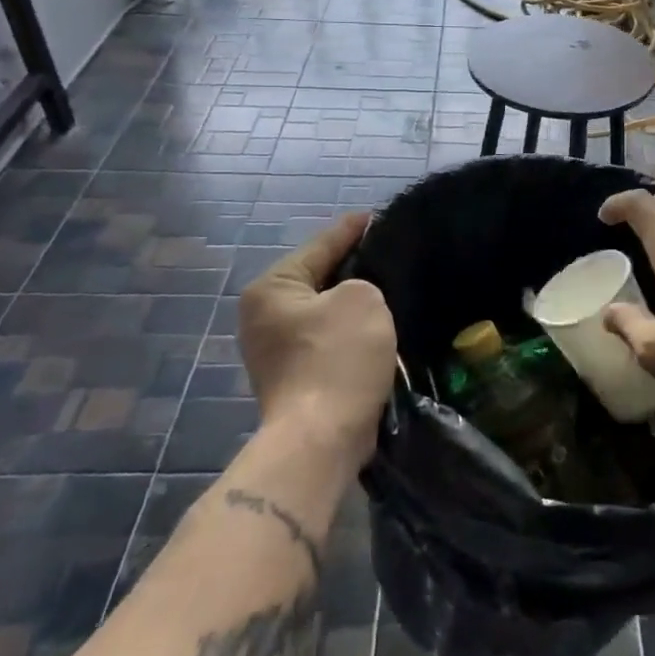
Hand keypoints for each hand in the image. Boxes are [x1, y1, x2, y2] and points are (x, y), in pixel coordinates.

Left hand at [236, 214, 397, 465]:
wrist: (321, 439)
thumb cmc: (338, 359)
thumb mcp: (363, 299)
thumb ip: (364, 282)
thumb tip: (358, 295)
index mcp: (272, 288)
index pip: (320, 245)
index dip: (352, 229)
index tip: (376, 216)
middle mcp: (264, 316)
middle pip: (319, 279)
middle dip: (353, 268)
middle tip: (389, 253)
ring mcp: (275, 350)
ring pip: (325, 312)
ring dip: (354, 305)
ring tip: (390, 288)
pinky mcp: (294, 377)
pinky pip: (328, 340)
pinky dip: (351, 332)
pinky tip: (378, 327)